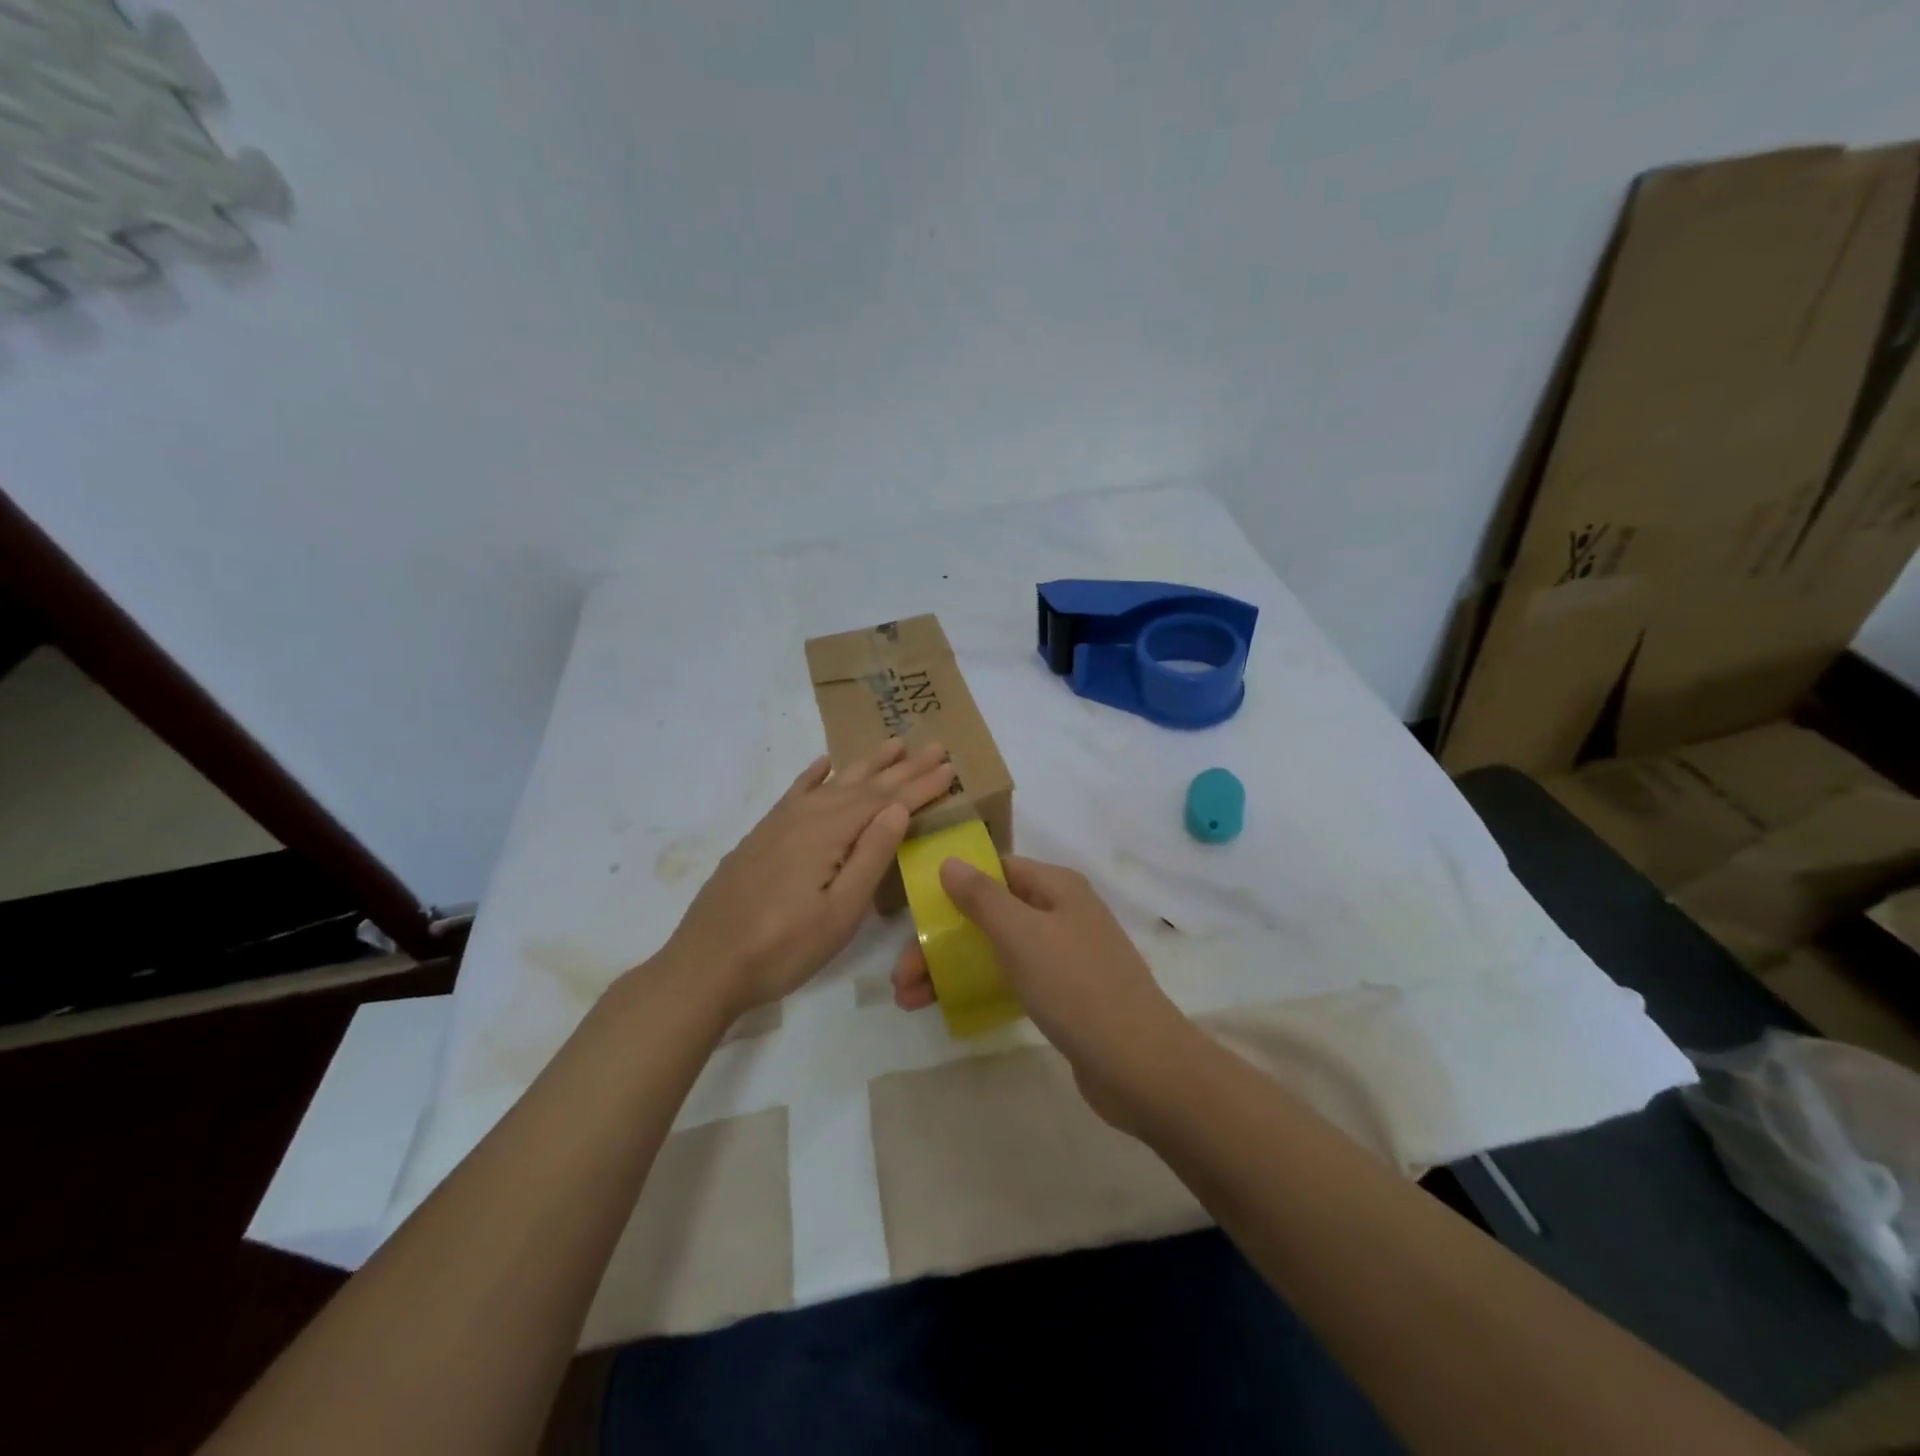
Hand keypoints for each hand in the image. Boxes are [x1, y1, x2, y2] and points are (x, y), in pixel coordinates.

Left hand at [667, 739, 955, 1017]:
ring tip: (892, 745)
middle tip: (934, 746)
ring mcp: (779, 824)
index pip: (886, 801)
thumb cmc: (783, 948)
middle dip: (902, 768)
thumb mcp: (840, 912)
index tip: (950, 766)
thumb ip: (871, 856)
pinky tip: (824, 764)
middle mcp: (806, 816)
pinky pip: (795, 793)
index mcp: (829, 832)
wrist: (705, 965)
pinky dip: (814, 775)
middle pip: (863, 785)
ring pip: (832, 784)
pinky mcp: (761, 837)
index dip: (921, 785)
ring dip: (865, 765)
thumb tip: (898, 808)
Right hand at [891, 854, 1196, 1128]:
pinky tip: (950, 1009)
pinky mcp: (1066, 995)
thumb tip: (950, 861)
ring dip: (953, 968)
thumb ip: (982, 896)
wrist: (1139, 1064)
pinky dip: (981, 988)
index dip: (953, 886)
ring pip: (998, 950)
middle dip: (942, 941)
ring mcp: (1066, 955)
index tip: (915, 913)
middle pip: (990, 914)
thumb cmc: (1075, 986)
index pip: (996, 870)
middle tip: (901, 977)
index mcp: (1056, 887)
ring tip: (910, 1000)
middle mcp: (1062, 913)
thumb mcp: (1021, 934)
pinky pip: (1014, 980)